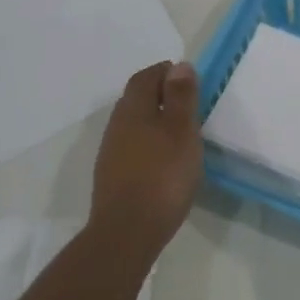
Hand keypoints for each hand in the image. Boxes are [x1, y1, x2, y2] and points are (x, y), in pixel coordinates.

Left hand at [89, 61, 202, 264]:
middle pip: (137, 99)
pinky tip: (165, 160)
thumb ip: (181, 97)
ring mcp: (111, 153)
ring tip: (181, 132)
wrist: (127, 233)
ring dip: (155, 120)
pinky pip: (133, 147)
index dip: (165, 72)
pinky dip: (149, 143)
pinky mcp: (112, 177)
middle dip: (160, 94)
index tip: (188, 79)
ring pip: (134, 124)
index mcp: (133, 109)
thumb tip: (180, 66)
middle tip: (188, 102)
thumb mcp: (181, 130)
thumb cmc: (162, 175)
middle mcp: (117, 125)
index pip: (145, 77)